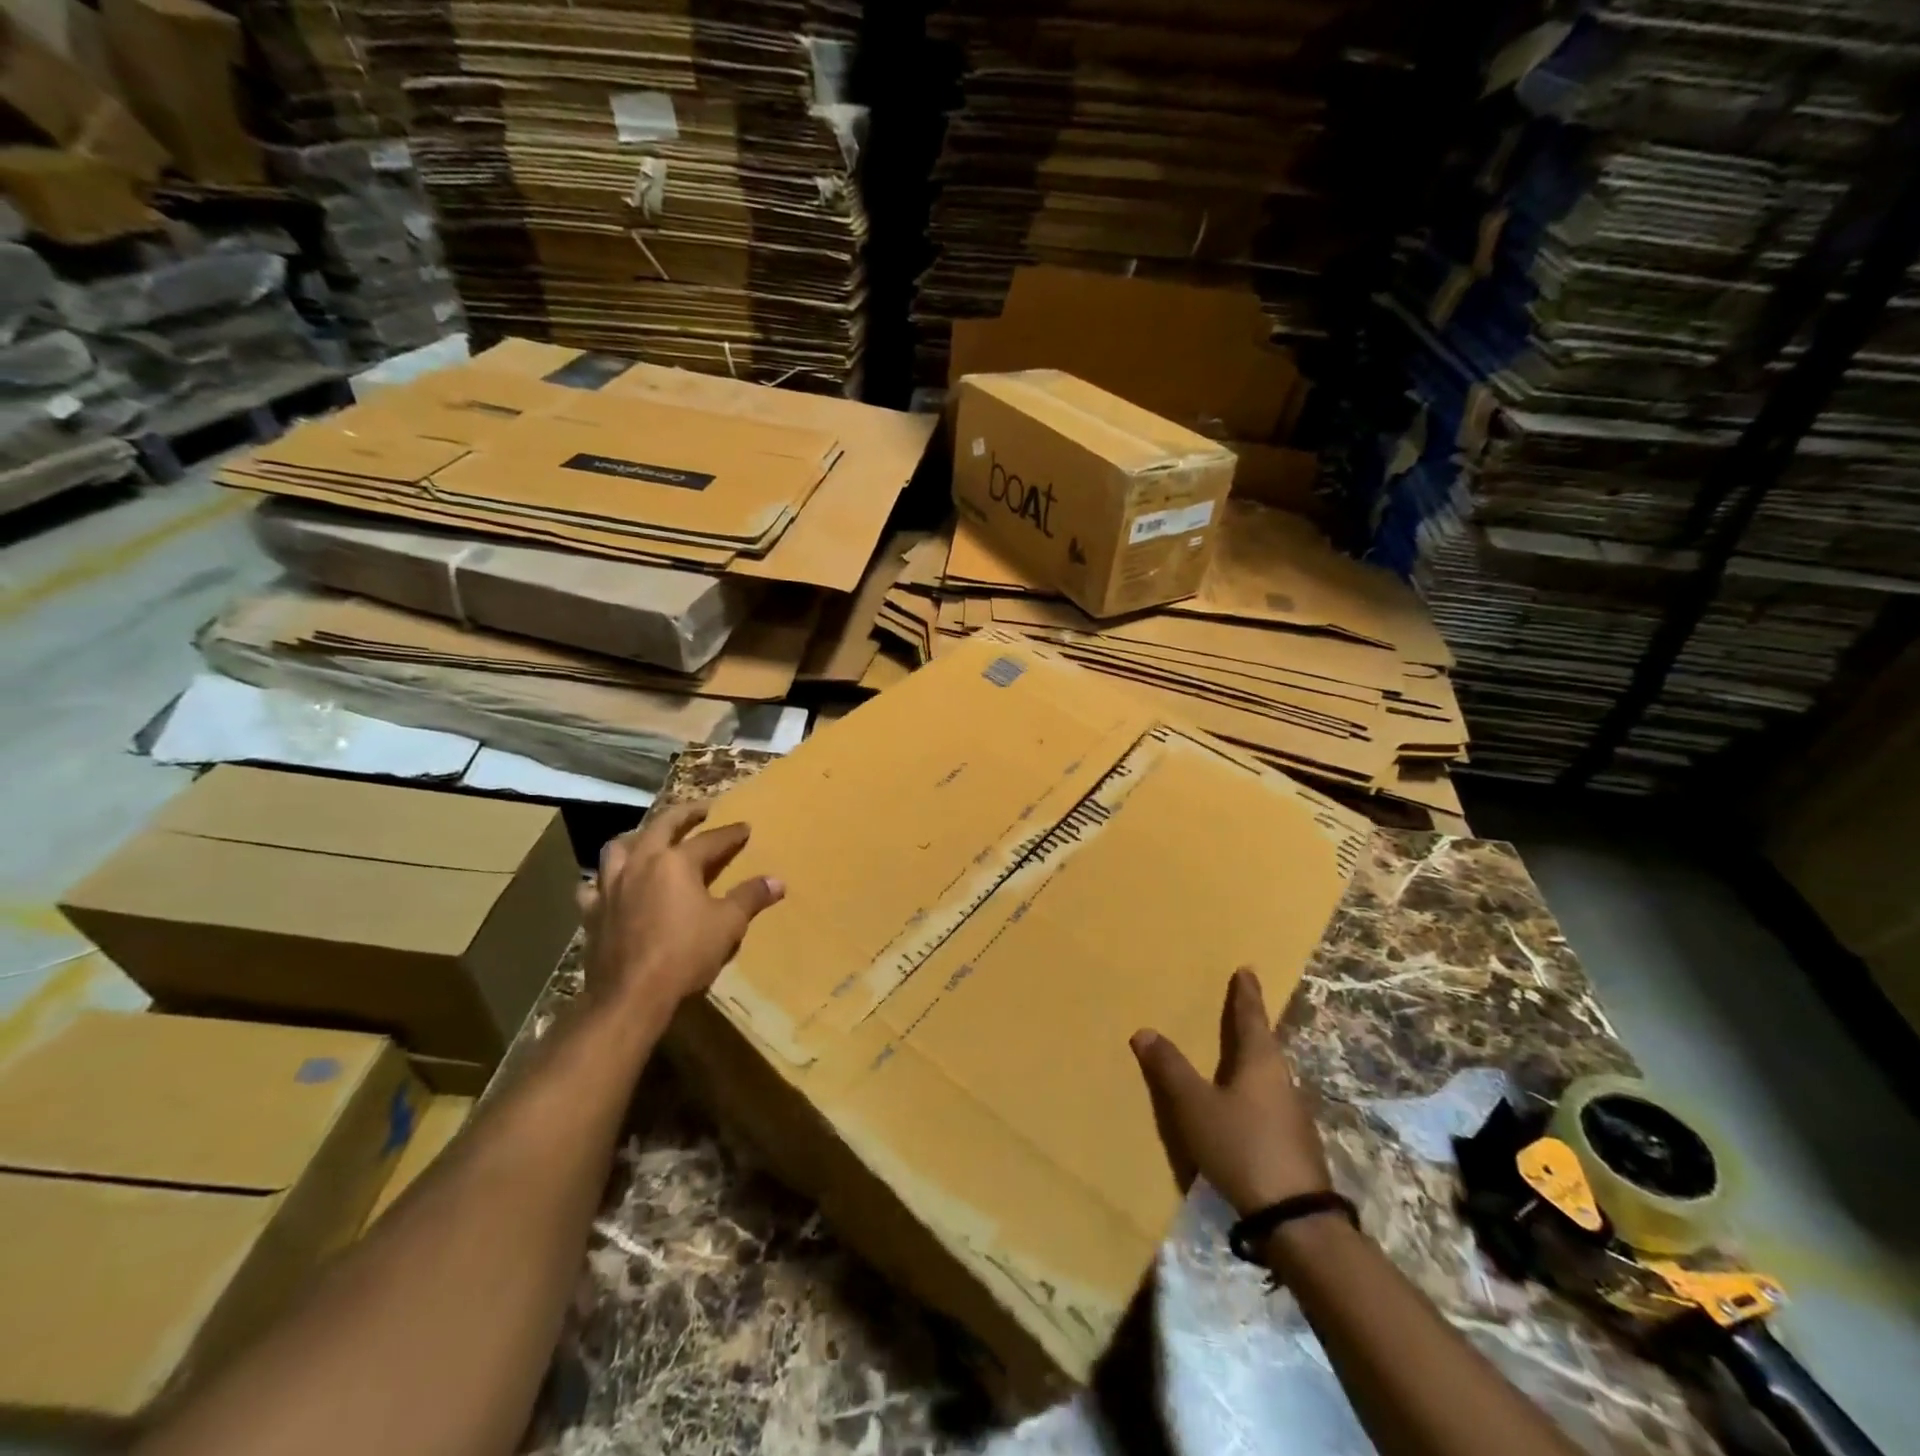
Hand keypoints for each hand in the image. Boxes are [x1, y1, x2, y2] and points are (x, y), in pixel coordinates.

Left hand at [579, 803, 783, 1020]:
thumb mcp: (728, 925)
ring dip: (637, 837)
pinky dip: (603, 880)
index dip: (731, 833)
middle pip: (662, 826)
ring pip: (619, 847)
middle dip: (684, 815)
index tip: (745, 827)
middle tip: (700, 811)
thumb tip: (777, 882)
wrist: (630, 995)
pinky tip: (612, 886)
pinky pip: (594, 886)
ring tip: (649, 839)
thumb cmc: (685, 954)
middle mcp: (641, 863)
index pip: (710, 839)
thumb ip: (750, 898)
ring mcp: (611, 886)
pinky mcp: (592, 911)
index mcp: (676, 862)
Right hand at [1131, 967, 1331, 1216]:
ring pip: (1268, 1074)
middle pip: (1264, 1044)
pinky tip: (1242, 1104)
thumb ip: (1170, 1069)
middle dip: (1250, 1026)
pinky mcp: (1293, 1143)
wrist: (1294, 1218)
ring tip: (1235, 1054)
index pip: (1251, 1018)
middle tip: (1238, 1008)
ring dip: (1252, 1060)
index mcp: (1260, 1062)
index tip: (1247, 971)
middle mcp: (1281, 1080)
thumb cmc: (1242, 1146)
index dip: (1245, 994)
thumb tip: (1145, 1031)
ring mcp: (1292, 1114)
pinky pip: (1269, 1101)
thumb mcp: (1195, 1106)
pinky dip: (1253, 1090)